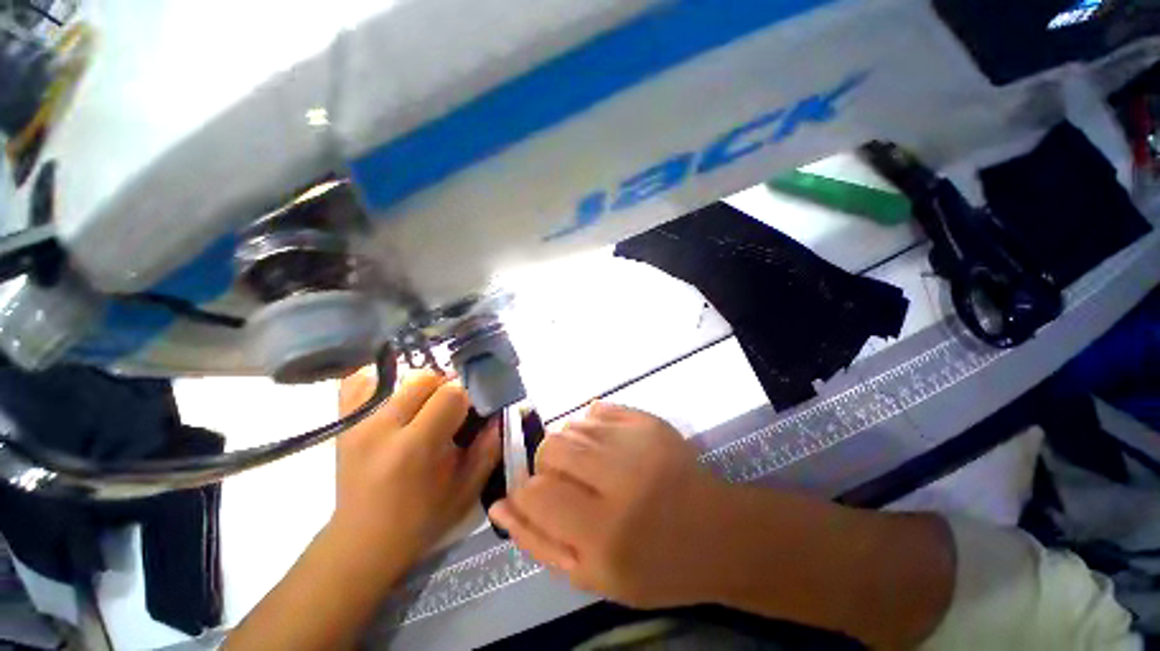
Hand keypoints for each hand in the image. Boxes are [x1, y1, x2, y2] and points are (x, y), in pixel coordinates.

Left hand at [330, 370, 499, 580]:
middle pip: (424, 377)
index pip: (450, 394)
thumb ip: (490, 447)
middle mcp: (381, 428)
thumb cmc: (422, 518)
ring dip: (420, 385)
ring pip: (398, 375)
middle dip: (445, 388)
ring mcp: (356, 422)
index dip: (467, 397)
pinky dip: (382, 380)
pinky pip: (358, 380)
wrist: (363, 540)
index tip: (471, 411)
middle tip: (449, 409)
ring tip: (424, 406)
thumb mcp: (467, 488)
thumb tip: (501, 412)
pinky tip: (395, 396)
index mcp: (415, 448)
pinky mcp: (342, 422)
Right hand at [489, 402, 728, 607]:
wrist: (716, 532)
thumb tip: (501, 504)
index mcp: (604, 531)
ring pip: (572, 425)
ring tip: (594, 467)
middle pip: (551, 447)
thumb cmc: (654, 566)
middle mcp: (620, 476)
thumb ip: (540, 541)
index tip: (540, 499)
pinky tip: (608, 447)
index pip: (535, 492)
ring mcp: (638, 440)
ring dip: (572, 446)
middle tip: (572, 485)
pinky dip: (592, 427)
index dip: (528, 494)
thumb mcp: (592, 576)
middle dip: (549, 466)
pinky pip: (598, 409)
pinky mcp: (649, 420)